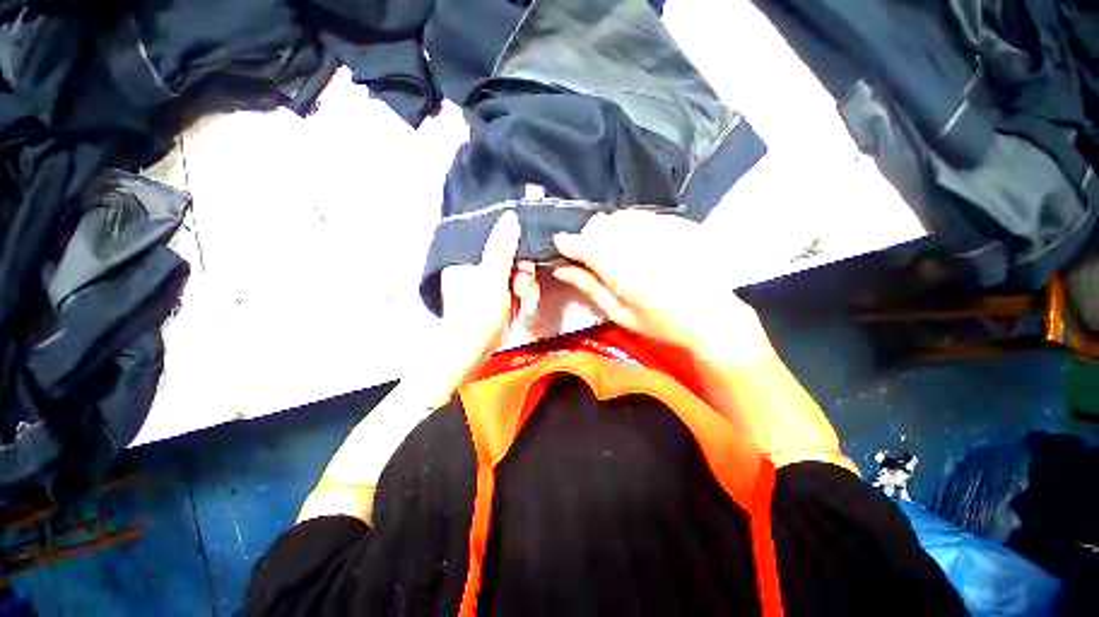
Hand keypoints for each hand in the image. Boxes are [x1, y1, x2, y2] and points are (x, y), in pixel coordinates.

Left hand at [440, 211, 524, 368]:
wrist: (470, 353)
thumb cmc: (477, 316)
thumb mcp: (492, 278)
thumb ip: (502, 247)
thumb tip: (510, 216)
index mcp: (469, 259)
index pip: (501, 245)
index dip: (519, 256)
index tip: (524, 271)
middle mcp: (477, 269)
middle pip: (513, 262)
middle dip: (524, 280)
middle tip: (523, 294)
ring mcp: (487, 286)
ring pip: (518, 278)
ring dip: (527, 293)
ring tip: (524, 308)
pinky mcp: (496, 300)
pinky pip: (516, 292)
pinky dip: (523, 301)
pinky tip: (522, 312)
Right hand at [552, 209, 766, 363]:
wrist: (712, 316)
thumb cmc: (661, 323)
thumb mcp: (619, 313)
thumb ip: (589, 287)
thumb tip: (561, 269)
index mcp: (619, 267)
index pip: (582, 243)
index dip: (567, 244)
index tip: (561, 247)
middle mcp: (636, 240)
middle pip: (599, 224)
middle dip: (589, 238)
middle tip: (594, 258)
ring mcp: (660, 228)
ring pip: (619, 217)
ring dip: (610, 231)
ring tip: (619, 252)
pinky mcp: (677, 223)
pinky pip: (643, 216)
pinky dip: (633, 227)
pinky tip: (643, 246)